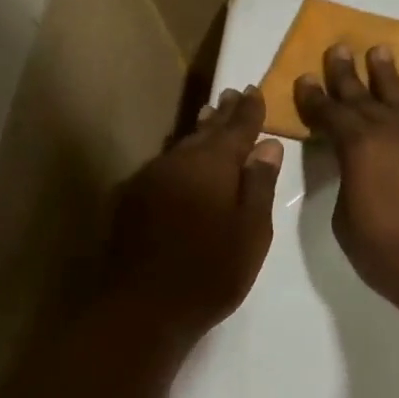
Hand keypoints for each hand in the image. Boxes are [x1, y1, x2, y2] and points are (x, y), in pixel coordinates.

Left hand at [106, 85, 283, 343]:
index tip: (256, 91)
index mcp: (212, 165)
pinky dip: (179, 159)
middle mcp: (177, 162)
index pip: (236, 128)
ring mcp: (149, 179)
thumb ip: (259, 185)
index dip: (249, 111)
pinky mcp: (131, 200)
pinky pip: (163, 167)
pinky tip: (181, 163)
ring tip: (209, 118)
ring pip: (181, 147)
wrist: (144, 306)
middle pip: (204, 131)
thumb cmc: (212, 272)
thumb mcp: (251, 231)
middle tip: (233, 95)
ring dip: (198, 133)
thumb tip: (267, 145)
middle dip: (222, 115)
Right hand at [294, 44, 398, 320]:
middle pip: (364, 98)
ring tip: (379, 50)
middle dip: (347, 74)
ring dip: (389, 75)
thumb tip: (355, 167)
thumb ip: (346, 184)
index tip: (305, 77)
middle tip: (338, 49)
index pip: (330, 115)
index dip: (315, 98)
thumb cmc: (386, 253)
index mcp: (359, 148)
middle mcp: (393, 132)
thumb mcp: (345, 222)